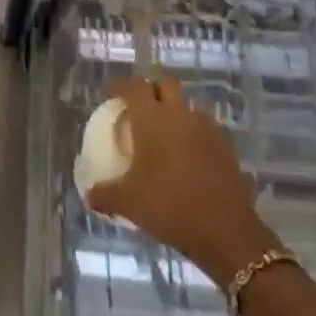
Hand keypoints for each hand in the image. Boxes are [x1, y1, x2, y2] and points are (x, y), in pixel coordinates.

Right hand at [87, 76, 278, 286]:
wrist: (225, 230)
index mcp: (152, 119)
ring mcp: (207, 129)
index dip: (119, 85)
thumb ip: (104, 195)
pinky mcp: (225, 147)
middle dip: (151, 89)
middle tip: (138, 107)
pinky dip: (191, 134)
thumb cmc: (169, 205)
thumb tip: (89, 196)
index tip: (110, 93)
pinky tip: (184, 157)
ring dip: (174, 111)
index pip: (134, 87)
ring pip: (187, 106)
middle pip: (166, 85)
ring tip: (162, 134)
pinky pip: (203, 129)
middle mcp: (180, 115)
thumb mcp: (127, 202)